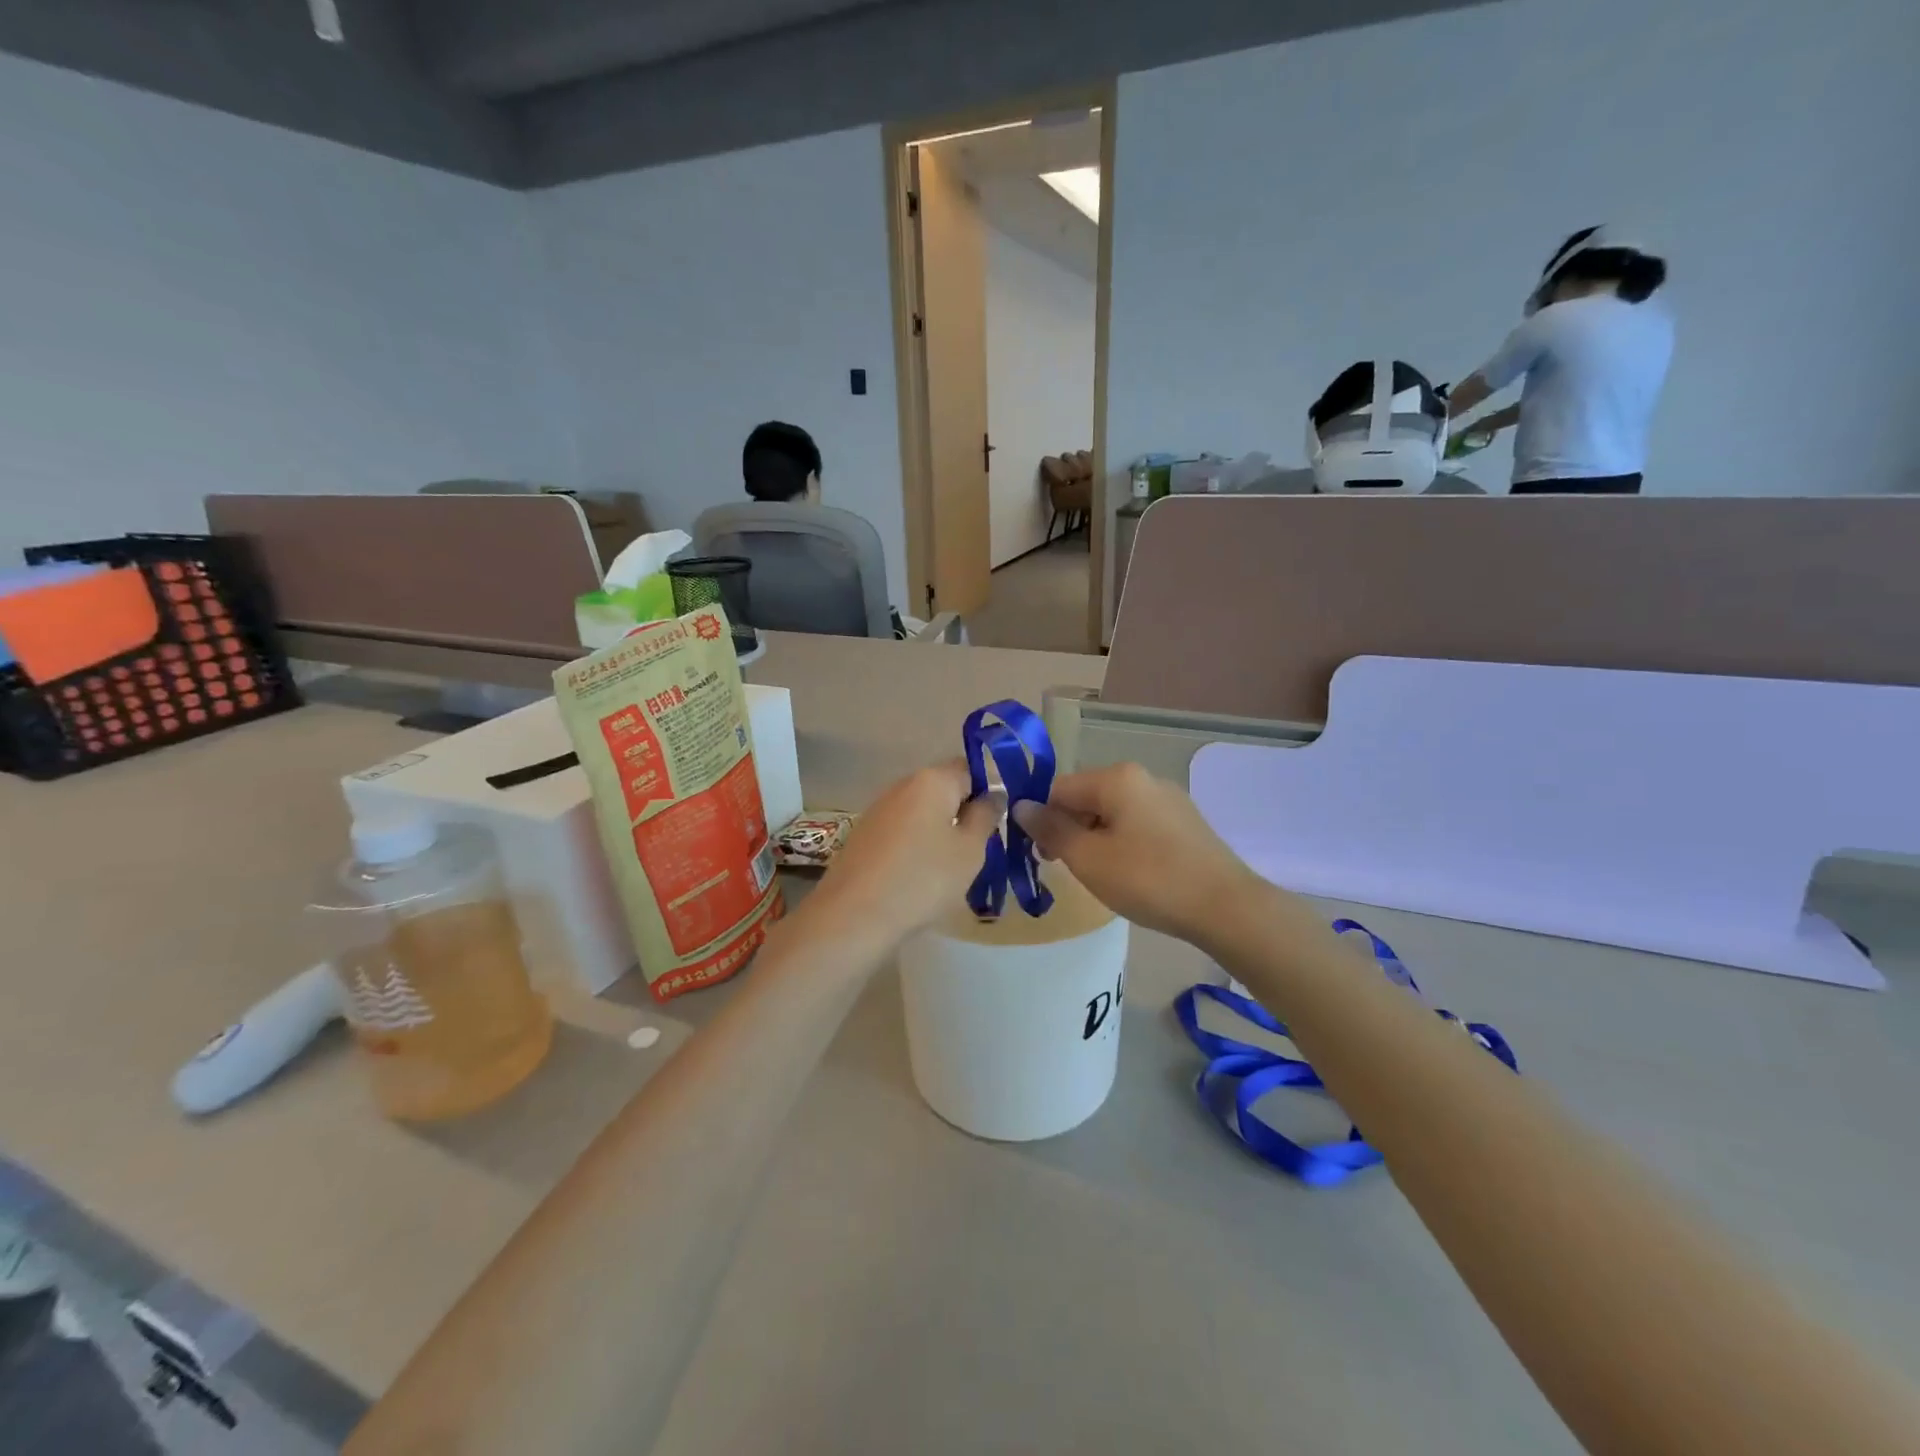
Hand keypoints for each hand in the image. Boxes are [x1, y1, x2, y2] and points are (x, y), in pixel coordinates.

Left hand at [808, 761, 999, 944]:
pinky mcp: (863, 834)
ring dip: (939, 832)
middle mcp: (902, 785)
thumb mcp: (970, 850)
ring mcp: (878, 809)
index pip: (970, 769)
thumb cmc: (923, 879)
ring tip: (948, 870)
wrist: (853, 916)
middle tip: (976, 852)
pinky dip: (915, 846)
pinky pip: (901, 831)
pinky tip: (917, 878)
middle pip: (944, 790)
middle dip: (963, 814)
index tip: (995, 826)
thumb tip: (994, 794)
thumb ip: (986, 816)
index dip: (987, 793)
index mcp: (932, 780)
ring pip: (922, 813)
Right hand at [1012, 763, 1264, 944]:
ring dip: (1095, 839)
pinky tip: (1132, 874)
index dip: (1041, 820)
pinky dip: (1123, 844)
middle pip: (1086, 797)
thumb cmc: (1148, 879)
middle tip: (1066, 869)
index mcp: (1116, 778)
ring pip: (1113, 813)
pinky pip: (1138, 825)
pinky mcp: (1185, 822)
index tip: (1040, 855)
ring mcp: (1169, 799)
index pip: (1058, 788)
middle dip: (1069, 830)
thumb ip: (1050, 829)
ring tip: (1101, 876)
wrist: (1226, 907)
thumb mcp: (1087, 858)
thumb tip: (1021, 806)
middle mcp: (1143, 778)